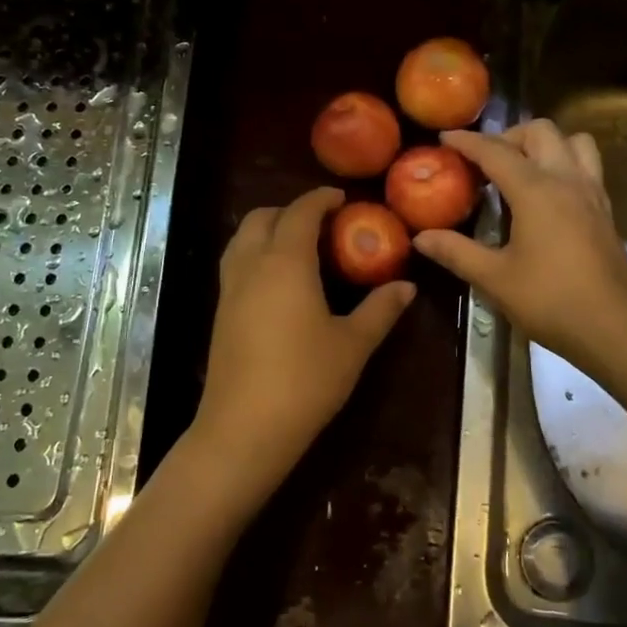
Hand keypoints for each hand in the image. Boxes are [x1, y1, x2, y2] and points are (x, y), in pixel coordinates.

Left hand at [184, 187, 414, 508]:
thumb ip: (380, 309)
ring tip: (300, 247)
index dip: (321, 199)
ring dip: (268, 229)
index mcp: (286, 262)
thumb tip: (406, 286)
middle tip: (322, 223)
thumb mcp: (353, 344)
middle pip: (263, 217)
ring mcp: (230, 289)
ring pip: (242, 238)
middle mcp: (252, 265)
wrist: (244, 428)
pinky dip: (256, 253)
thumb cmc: (305, 380)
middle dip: (290, 210)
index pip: (301, 212)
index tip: (342, 198)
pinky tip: (279, 281)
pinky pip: (236, 263)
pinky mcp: (220, 312)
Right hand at [413, 121, 626, 370]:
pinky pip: (587, 165)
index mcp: (536, 190)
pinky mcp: (605, 210)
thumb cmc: (550, 301)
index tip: (444, 137)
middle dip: (508, 136)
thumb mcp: (494, 278)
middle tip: (485, 161)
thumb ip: (456, 252)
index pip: (495, 151)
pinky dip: (564, 163)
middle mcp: (567, 179)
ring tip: (521, 168)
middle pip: (540, 131)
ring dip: (545, 144)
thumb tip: (421, 238)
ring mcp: (592, 192)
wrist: (615, 328)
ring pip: (573, 141)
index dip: (468, 141)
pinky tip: (548, 194)